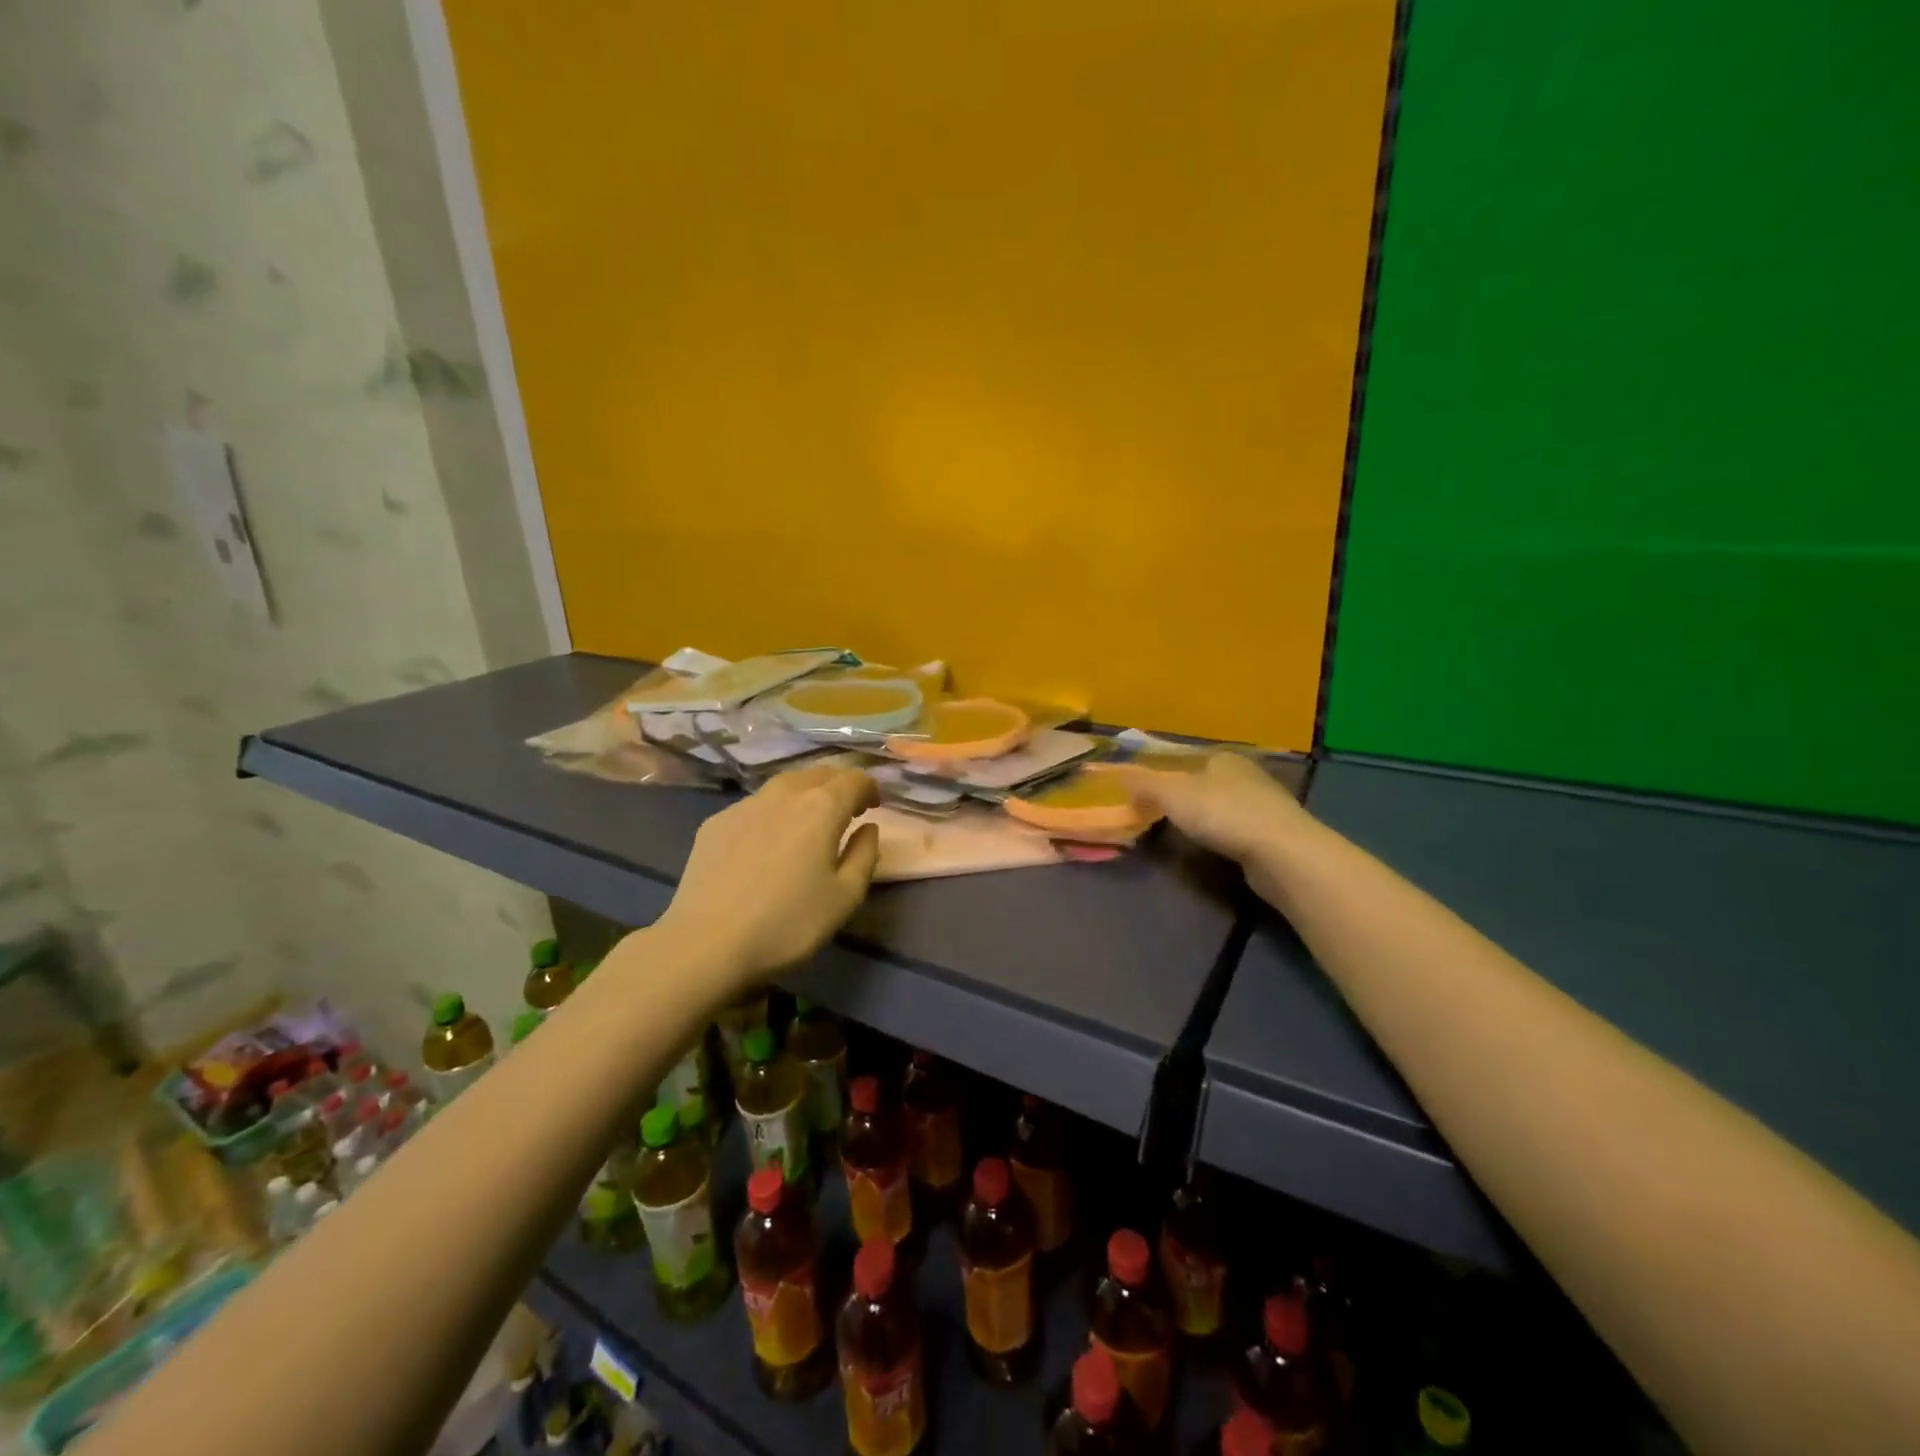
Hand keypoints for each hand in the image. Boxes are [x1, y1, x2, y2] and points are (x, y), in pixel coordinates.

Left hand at [660, 764, 881, 984]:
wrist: (707, 943)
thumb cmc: (788, 923)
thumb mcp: (845, 897)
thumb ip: (865, 855)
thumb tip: (868, 828)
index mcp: (822, 807)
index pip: (854, 779)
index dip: (869, 788)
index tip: (873, 808)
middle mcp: (784, 793)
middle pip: (819, 774)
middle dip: (838, 786)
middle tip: (846, 811)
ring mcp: (745, 805)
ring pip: (785, 784)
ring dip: (805, 794)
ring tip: (808, 822)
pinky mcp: (716, 822)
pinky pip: (756, 805)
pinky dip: (773, 812)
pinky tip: (768, 841)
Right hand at [1109, 752, 1314, 875]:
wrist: (1282, 853)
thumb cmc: (1223, 814)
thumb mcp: (1172, 794)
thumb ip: (1143, 784)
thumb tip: (1117, 775)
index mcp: (1223, 757)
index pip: (1188, 758)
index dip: (1165, 773)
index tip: (1147, 793)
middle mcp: (1247, 774)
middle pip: (1206, 782)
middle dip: (1185, 796)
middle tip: (1160, 816)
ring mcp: (1265, 804)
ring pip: (1224, 805)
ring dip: (1206, 817)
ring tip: (1183, 834)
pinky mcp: (1275, 833)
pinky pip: (1239, 829)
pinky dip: (1224, 836)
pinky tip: (1215, 848)